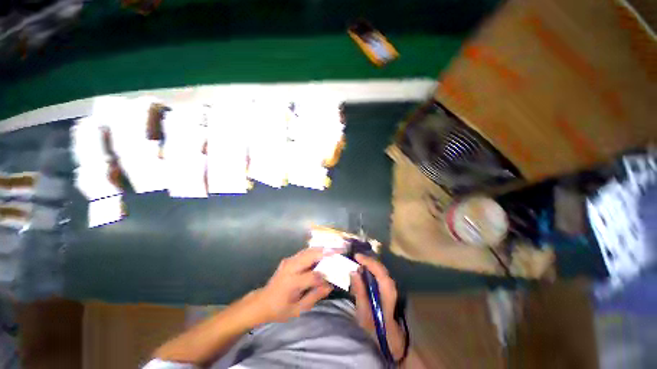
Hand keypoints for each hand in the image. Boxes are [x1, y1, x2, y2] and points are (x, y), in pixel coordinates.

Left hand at [255, 247, 334, 322]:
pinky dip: (316, 250)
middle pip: (311, 255)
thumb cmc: (280, 309)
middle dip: (327, 252)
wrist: (262, 302)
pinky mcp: (289, 259)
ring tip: (335, 248)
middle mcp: (290, 267)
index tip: (336, 276)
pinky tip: (324, 251)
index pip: (313, 275)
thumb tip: (331, 284)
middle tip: (341, 249)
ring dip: (322, 248)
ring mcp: (289, 261)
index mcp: (291, 282)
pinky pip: (305, 252)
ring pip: (308, 250)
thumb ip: (315, 296)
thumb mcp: (298, 309)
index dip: (326, 275)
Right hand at [350, 254, 405, 360]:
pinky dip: (371, 269)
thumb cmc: (376, 328)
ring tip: (357, 261)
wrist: (390, 340)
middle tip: (355, 257)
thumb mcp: (364, 313)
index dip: (368, 261)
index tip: (356, 256)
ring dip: (369, 263)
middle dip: (368, 260)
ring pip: (381, 269)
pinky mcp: (387, 288)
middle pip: (381, 267)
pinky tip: (363, 270)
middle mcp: (391, 287)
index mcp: (387, 293)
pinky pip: (379, 273)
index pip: (380, 272)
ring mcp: (391, 287)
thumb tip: (354, 271)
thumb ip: (359, 291)